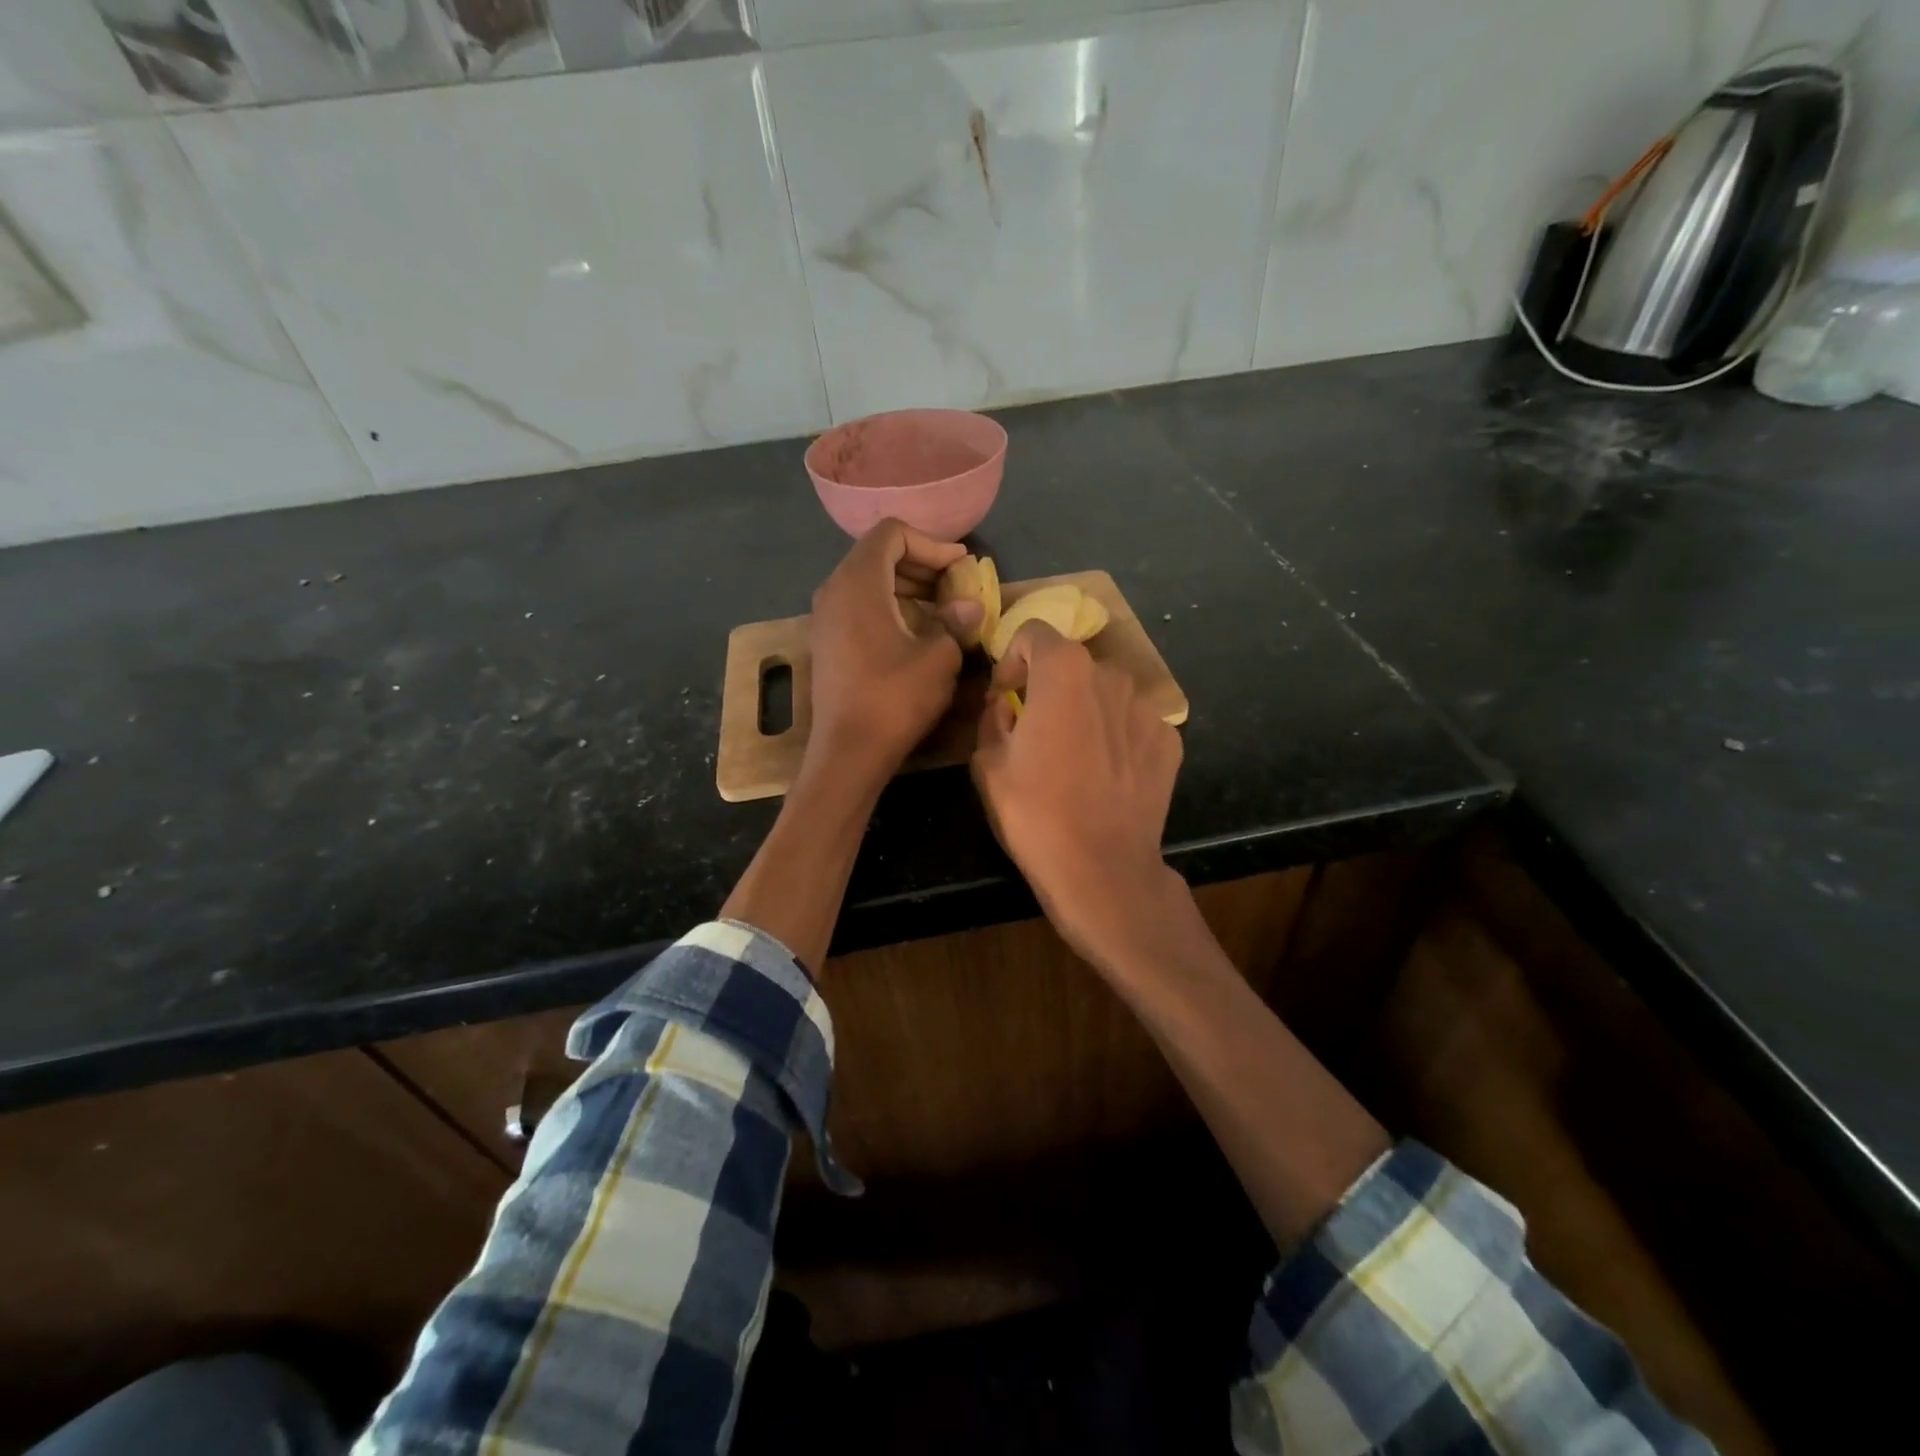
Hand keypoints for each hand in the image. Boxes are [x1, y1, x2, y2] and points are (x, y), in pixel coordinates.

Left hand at [808, 519, 982, 787]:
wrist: (848, 752)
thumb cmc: (895, 698)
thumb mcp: (939, 657)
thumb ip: (956, 622)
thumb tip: (969, 607)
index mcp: (858, 582)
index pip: (892, 534)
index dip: (931, 544)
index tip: (960, 567)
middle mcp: (834, 590)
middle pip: (879, 555)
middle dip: (921, 565)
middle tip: (955, 586)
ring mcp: (826, 618)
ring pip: (869, 582)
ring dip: (908, 588)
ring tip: (943, 611)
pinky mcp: (828, 643)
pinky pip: (860, 607)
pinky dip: (890, 608)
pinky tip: (917, 634)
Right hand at [970, 622, 1186, 975]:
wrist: (1102, 868)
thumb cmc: (1035, 813)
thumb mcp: (988, 763)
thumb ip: (993, 717)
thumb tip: (1006, 704)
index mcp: (1063, 671)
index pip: (1034, 632)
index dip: (1013, 658)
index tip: (1006, 695)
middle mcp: (1111, 676)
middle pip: (1073, 666)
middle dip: (1051, 688)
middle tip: (1037, 729)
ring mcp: (1148, 708)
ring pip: (1106, 694)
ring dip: (1086, 711)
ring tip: (1075, 757)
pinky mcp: (1169, 741)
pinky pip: (1133, 724)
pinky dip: (1117, 738)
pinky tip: (1106, 776)